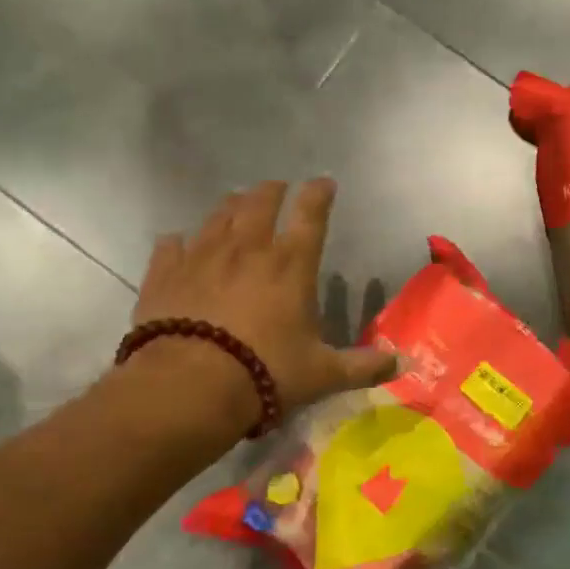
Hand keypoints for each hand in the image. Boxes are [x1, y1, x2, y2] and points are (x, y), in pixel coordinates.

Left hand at [129, 180, 397, 423]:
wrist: (190, 386)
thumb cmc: (266, 372)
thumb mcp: (323, 374)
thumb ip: (363, 367)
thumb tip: (405, 365)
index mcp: (291, 265)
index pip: (310, 214)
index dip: (319, 194)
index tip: (324, 182)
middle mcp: (247, 249)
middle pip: (259, 203)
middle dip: (272, 191)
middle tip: (277, 188)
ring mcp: (202, 257)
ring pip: (218, 216)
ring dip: (231, 205)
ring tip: (236, 202)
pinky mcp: (164, 274)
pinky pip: (171, 245)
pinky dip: (178, 241)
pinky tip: (178, 242)